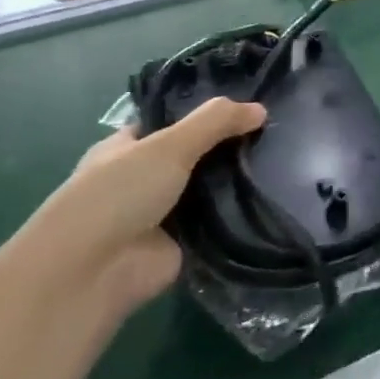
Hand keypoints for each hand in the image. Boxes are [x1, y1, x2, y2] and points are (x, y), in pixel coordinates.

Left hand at [23, 98, 266, 310]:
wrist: (94, 272)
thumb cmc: (118, 195)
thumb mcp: (168, 145)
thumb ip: (216, 122)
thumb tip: (262, 109)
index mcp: (127, 148)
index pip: (172, 122)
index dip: (207, 113)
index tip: (251, 105)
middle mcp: (144, 178)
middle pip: (197, 155)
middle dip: (231, 147)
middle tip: (277, 134)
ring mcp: (164, 212)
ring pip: (212, 188)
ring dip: (240, 181)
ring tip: (286, 163)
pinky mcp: (184, 243)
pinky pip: (220, 221)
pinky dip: (242, 214)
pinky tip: (275, 198)